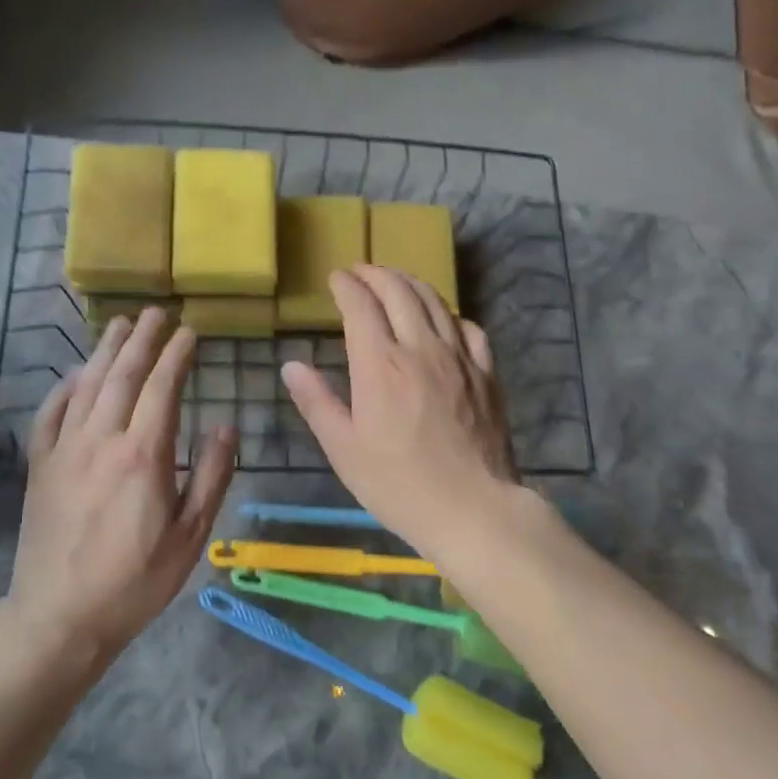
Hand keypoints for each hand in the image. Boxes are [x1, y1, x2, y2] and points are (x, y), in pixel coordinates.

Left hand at [8, 309, 236, 652]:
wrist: (60, 615)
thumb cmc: (136, 580)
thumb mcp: (191, 536)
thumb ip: (211, 477)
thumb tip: (225, 428)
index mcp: (143, 456)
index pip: (162, 388)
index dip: (176, 355)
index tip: (189, 332)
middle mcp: (101, 440)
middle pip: (122, 375)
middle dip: (141, 339)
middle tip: (155, 312)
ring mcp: (64, 449)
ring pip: (86, 385)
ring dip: (105, 351)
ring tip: (119, 324)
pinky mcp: (40, 465)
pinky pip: (51, 413)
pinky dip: (66, 386)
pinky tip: (76, 374)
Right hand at [282, 265, 517, 559]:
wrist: (472, 507)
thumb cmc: (398, 485)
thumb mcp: (344, 449)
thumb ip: (317, 403)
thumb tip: (291, 365)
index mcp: (380, 364)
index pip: (361, 306)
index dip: (346, 286)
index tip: (336, 278)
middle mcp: (420, 348)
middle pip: (399, 291)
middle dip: (376, 274)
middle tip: (361, 271)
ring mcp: (459, 357)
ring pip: (435, 302)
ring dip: (411, 284)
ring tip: (396, 281)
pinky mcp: (486, 373)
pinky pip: (469, 328)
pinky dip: (449, 314)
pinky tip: (443, 320)